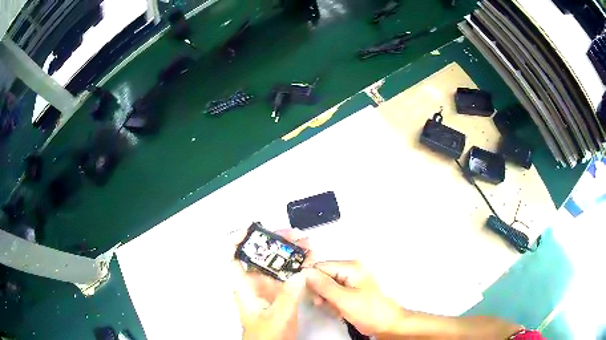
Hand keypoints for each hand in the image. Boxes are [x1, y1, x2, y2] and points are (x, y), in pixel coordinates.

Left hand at [231, 228, 312, 339]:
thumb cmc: (266, 336)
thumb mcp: (277, 316)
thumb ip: (288, 295)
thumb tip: (300, 273)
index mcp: (245, 287)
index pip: (234, 258)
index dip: (238, 241)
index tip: (252, 229)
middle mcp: (254, 284)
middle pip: (260, 256)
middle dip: (276, 243)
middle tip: (294, 236)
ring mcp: (268, 289)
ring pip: (276, 264)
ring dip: (290, 253)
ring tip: (306, 245)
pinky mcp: (280, 294)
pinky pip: (287, 276)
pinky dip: (297, 267)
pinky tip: (309, 262)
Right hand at [305, 261, 403, 335]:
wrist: (387, 325)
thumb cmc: (369, 311)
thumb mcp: (345, 300)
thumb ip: (324, 286)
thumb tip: (305, 272)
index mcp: (351, 267)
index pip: (321, 267)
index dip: (312, 281)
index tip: (312, 296)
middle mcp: (351, 270)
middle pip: (323, 276)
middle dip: (321, 292)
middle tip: (323, 304)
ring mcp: (351, 281)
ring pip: (327, 287)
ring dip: (327, 300)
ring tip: (335, 309)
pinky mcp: (351, 291)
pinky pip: (334, 294)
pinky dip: (333, 303)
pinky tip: (340, 311)